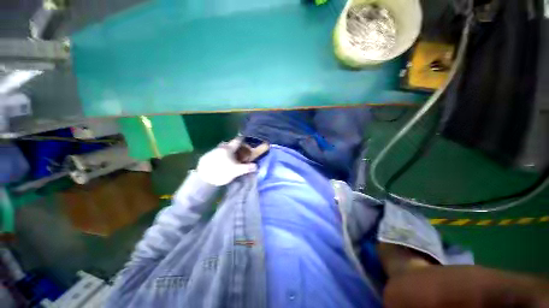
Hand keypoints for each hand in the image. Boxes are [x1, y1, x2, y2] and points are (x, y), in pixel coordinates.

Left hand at [197, 137, 257, 185]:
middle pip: (228, 144)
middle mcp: (220, 148)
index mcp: (228, 149)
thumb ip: (247, 168)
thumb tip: (256, 166)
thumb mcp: (237, 171)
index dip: (241, 139)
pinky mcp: (205, 157)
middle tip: (237, 150)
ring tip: (229, 157)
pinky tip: (220, 161)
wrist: (204, 178)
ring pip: (221, 148)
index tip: (244, 138)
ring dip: (225, 150)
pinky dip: (219, 155)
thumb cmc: (222, 172)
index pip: (237, 141)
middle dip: (233, 146)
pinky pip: (215, 153)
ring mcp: (211, 152)